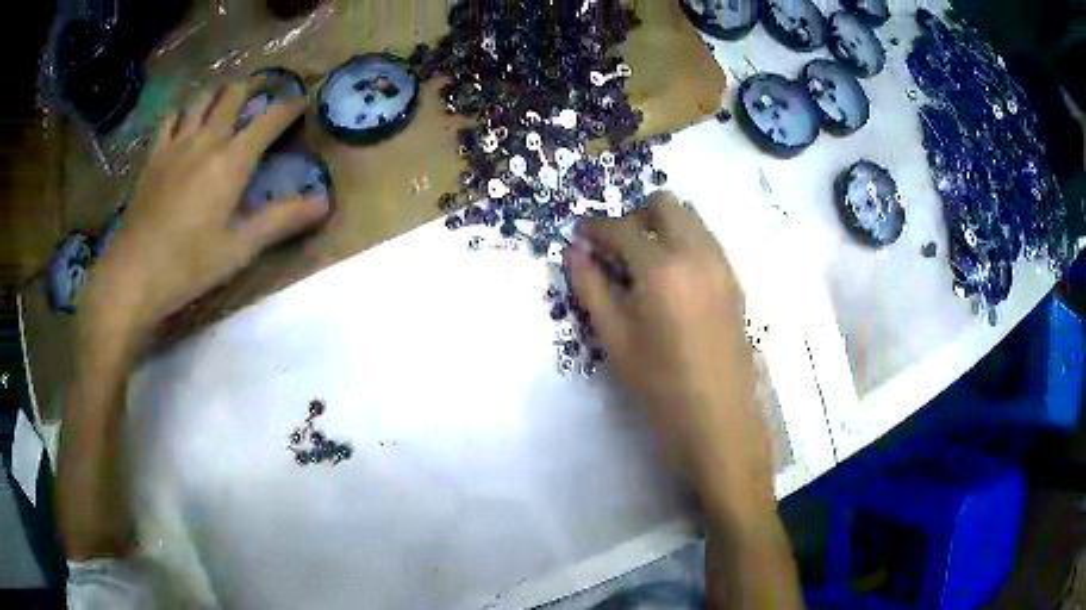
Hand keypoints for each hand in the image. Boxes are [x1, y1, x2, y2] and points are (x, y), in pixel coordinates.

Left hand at [86, 80, 329, 329]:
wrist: (133, 274)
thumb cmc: (188, 265)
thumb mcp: (239, 249)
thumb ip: (281, 221)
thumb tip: (325, 202)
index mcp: (232, 161)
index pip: (269, 120)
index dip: (289, 106)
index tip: (302, 100)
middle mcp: (206, 140)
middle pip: (233, 96)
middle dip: (254, 85)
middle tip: (265, 86)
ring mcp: (176, 144)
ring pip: (201, 99)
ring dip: (218, 93)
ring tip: (226, 96)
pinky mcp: (153, 156)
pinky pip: (169, 118)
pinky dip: (182, 111)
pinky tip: (183, 118)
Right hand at [566, 192, 771, 503]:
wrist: (718, 413)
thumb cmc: (660, 383)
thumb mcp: (615, 338)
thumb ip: (591, 288)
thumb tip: (574, 252)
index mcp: (661, 268)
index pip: (621, 227)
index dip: (595, 227)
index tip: (581, 234)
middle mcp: (696, 253)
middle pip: (664, 203)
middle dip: (634, 214)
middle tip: (616, 245)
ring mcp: (720, 263)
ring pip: (690, 216)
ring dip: (662, 224)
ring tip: (644, 260)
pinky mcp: (734, 278)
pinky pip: (706, 238)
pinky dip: (684, 239)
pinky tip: (672, 276)